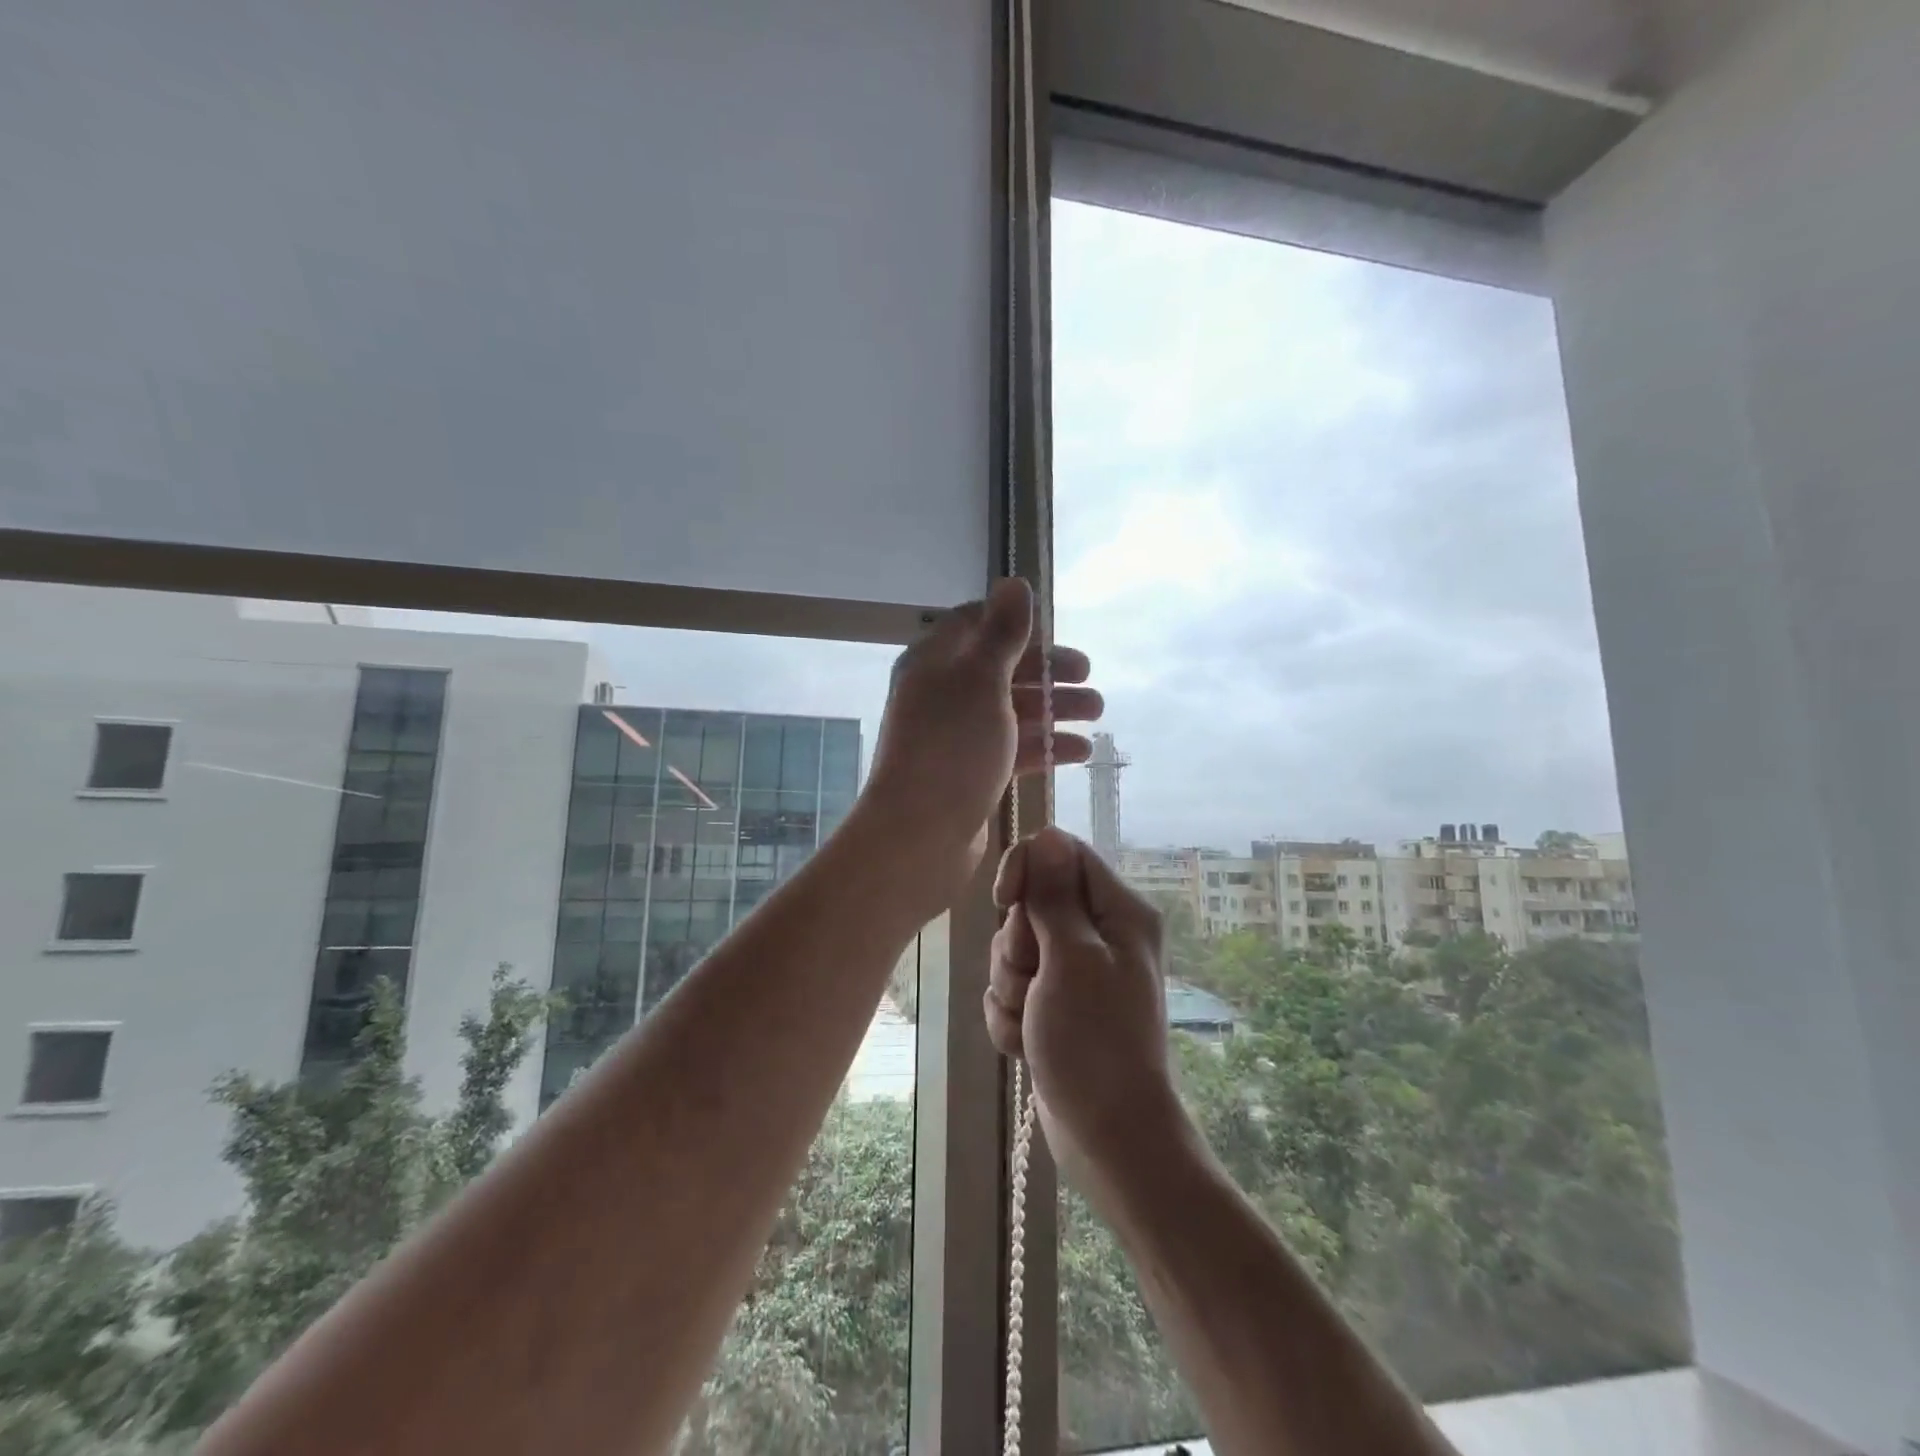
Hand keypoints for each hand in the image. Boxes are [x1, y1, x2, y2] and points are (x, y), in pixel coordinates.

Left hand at [858, 580, 1100, 915]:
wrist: (919, 834)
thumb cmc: (952, 747)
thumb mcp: (982, 679)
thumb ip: (1002, 632)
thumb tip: (1014, 582)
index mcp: (935, 661)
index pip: (978, 626)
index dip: (1019, 627)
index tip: (1056, 636)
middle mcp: (942, 694)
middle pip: (1003, 670)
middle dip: (1049, 673)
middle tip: (1091, 680)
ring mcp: (956, 737)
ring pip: (1012, 711)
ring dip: (1055, 710)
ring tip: (1098, 715)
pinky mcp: (970, 774)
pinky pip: (1012, 749)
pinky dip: (1045, 747)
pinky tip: (1081, 752)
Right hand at [983, 827, 1187, 1184]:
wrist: (1108, 1136)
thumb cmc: (1096, 1042)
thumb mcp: (1072, 959)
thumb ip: (1054, 897)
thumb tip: (1048, 836)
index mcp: (1118, 911)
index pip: (1061, 852)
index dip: (1027, 869)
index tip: (1008, 902)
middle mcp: (1098, 933)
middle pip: (1031, 903)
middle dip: (1017, 946)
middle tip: (1036, 981)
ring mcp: (1075, 972)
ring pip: (1014, 949)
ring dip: (1010, 986)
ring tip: (1033, 1021)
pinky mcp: (1054, 1004)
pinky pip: (1012, 988)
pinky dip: (1011, 1016)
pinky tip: (1027, 1044)